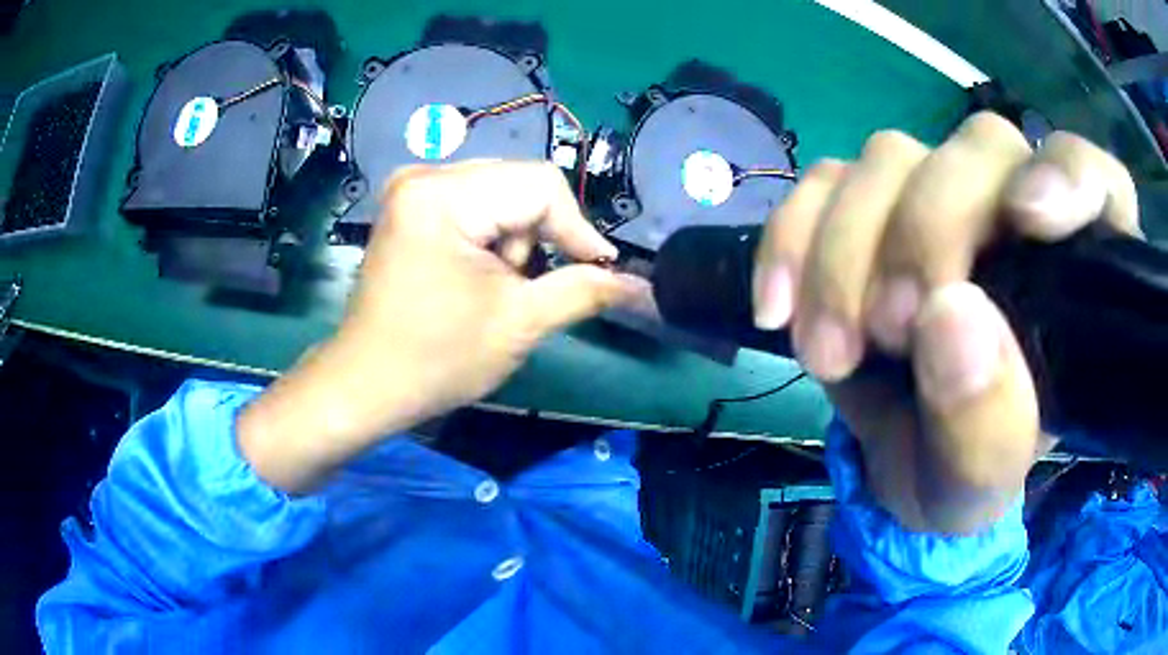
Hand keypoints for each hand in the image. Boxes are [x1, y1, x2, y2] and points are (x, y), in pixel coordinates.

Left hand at [239, 161, 637, 492]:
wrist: (366, 384)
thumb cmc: (436, 359)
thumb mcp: (519, 323)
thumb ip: (584, 290)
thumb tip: (639, 284)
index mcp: (442, 195)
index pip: (539, 184)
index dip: (578, 227)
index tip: (601, 270)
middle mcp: (423, 176)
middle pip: (518, 183)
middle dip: (541, 235)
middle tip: (533, 286)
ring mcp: (411, 188)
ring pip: (500, 193)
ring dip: (516, 238)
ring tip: (499, 286)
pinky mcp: (409, 206)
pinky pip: (474, 203)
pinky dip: (492, 236)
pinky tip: (480, 273)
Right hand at [752, 113, 1139, 532]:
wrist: (894, 464)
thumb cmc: (960, 472)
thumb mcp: (979, 481)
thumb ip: (986, 423)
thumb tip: (949, 317)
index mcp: (1074, 273)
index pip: (1096, 179)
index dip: (1068, 177)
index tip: (1026, 220)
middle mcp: (1013, 210)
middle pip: (980, 149)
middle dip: (926, 232)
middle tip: (889, 331)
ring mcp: (937, 199)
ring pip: (891, 156)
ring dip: (847, 253)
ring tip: (832, 354)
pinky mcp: (868, 209)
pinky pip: (822, 182)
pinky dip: (791, 236)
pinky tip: (779, 308)